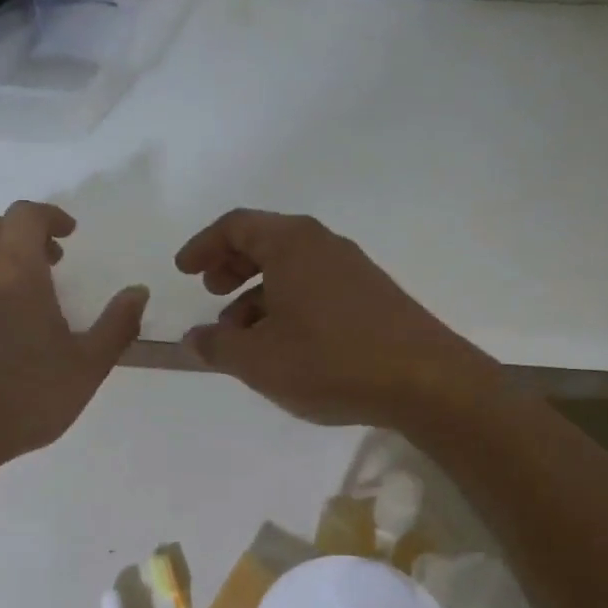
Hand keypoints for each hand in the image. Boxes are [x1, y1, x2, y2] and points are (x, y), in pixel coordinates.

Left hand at [0, 201, 147, 471]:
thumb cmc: (28, 397)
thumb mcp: (87, 366)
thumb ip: (117, 324)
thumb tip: (138, 291)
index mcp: (16, 270)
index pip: (26, 215)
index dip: (50, 216)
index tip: (69, 235)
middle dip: (27, 235)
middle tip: (52, 263)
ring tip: (13, 281)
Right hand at [175, 209, 490, 427]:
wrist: (425, 381)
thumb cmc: (329, 360)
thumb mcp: (258, 360)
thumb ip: (217, 346)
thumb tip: (195, 339)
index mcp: (291, 244)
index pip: (236, 226)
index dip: (203, 246)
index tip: (183, 271)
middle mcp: (323, 245)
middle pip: (265, 242)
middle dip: (230, 266)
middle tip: (210, 293)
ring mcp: (352, 270)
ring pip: (291, 269)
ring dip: (257, 294)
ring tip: (241, 335)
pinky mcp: (372, 297)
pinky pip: (315, 288)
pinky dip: (287, 306)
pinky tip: (283, 346)